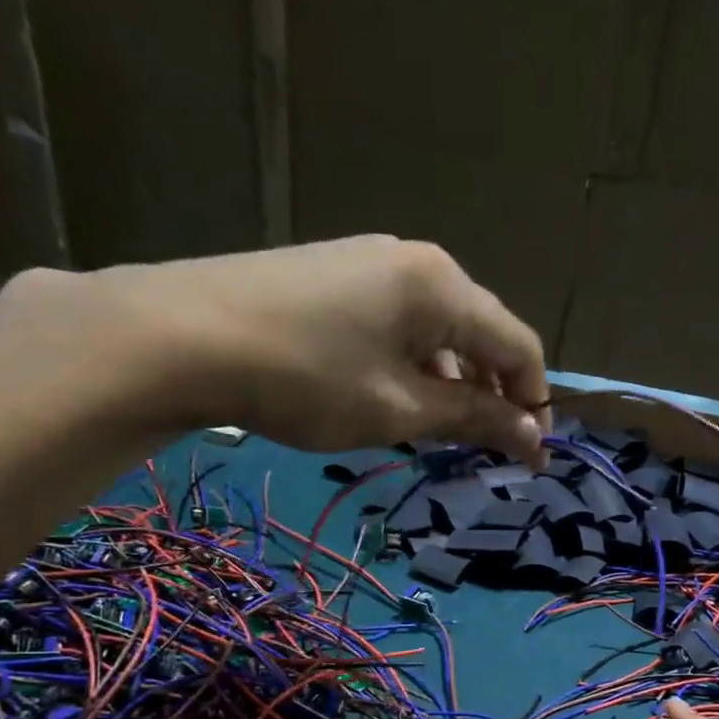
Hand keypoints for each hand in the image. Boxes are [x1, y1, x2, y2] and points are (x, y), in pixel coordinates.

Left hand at [0, 236, 550, 464]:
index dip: (534, 403)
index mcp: (445, 287)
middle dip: (494, 394)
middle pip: (481, 333)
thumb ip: (473, 419)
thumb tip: (533, 435)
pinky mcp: (336, 274)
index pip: (518, 346)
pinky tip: (394, 397)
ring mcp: (371, 262)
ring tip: (439, 432)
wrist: (184, 335)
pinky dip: (414, 366)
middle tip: (485, 449)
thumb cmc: (308, 379)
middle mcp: (417, 262)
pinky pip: (400, 323)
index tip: (533, 457)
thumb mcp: (400, 410)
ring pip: (439, 330)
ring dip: (453, 384)